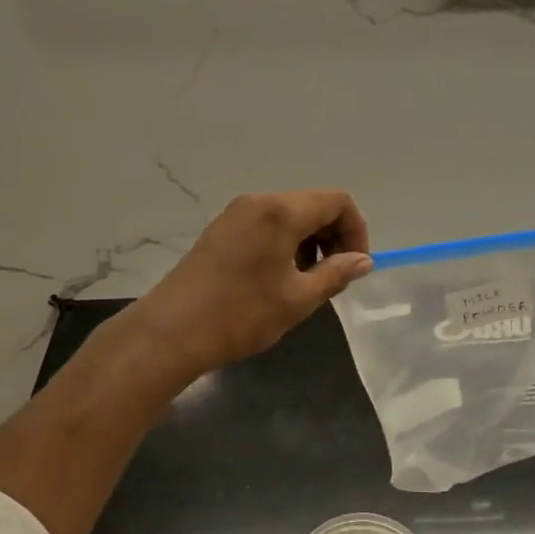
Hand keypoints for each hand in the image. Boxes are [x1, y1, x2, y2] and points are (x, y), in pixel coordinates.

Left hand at [125, 190, 372, 380]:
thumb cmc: (241, 314)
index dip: (356, 231)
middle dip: (333, 236)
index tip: (355, 266)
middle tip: (334, 277)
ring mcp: (235, 214)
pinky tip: (278, 279)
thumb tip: (363, 260)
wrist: (171, 331)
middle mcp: (258, 202)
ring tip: (307, 282)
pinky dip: (284, 243)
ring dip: (309, 242)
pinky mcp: (220, 229)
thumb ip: (336, 273)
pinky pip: (265, 225)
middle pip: (312, 204)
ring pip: (288, 215)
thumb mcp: (298, 299)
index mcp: (281, 212)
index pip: (337, 202)